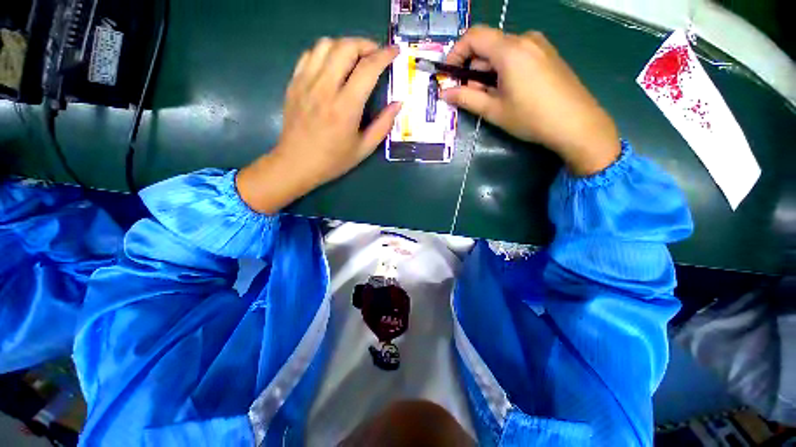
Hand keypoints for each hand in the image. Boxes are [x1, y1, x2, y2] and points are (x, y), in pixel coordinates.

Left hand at [238, 38, 400, 212]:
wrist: (296, 164)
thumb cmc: (333, 160)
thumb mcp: (364, 149)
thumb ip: (383, 125)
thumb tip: (398, 104)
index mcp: (345, 107)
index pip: (368, 69)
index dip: (385, 55)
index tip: (395, 52)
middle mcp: (325, 88)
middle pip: (346, 47)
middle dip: (366, 45)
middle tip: (376, 55)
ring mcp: (306, 82)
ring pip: (326, 44)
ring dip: (345, 45)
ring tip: (356, 58)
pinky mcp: (294, 82)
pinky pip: (310, 54)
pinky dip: (325, 52)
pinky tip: (333, 64)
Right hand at [441, 26, 619, 175]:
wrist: (576, 124)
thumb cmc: (531, 117)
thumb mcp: (494, 110)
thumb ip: (466, 98)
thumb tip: (445, 94)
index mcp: (510, 50)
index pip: (473, 37)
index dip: (456, 53)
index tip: (448, 74)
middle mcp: (525, 39)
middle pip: (488, 46)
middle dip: (473, 70)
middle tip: (471, 96)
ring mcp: (539, 45)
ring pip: (502, 52)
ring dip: (488, 72)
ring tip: (492, 98)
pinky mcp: (547, 55)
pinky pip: (517, 56)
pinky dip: (504, 71)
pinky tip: (509, 92)